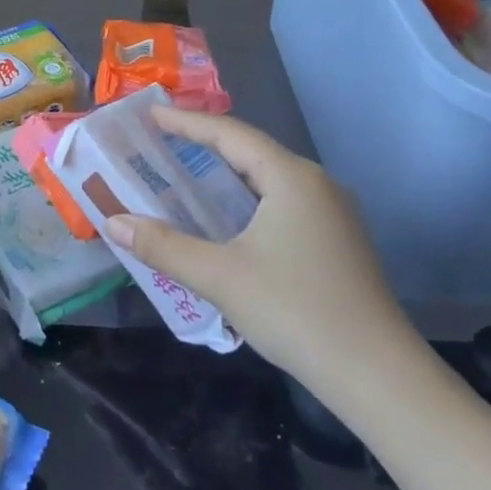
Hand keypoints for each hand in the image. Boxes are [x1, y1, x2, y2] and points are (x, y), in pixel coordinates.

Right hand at [100, 107, 417, 390]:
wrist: (377, 375)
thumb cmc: (295, 310)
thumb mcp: (219, 276)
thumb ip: (163, 245)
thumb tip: (113, 223)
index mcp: (291, 178)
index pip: (230, 134)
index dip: (187, 122)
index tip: (151, 114)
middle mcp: (316, 184)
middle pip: (250, 151)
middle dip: (204, 144)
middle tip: (160, 143)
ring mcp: (332, 213)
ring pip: (267, 179)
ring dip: (225, 175)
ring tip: (184, 175)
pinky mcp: (337, 241)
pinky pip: (281, 202)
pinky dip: (245, 199)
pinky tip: (225, 219)